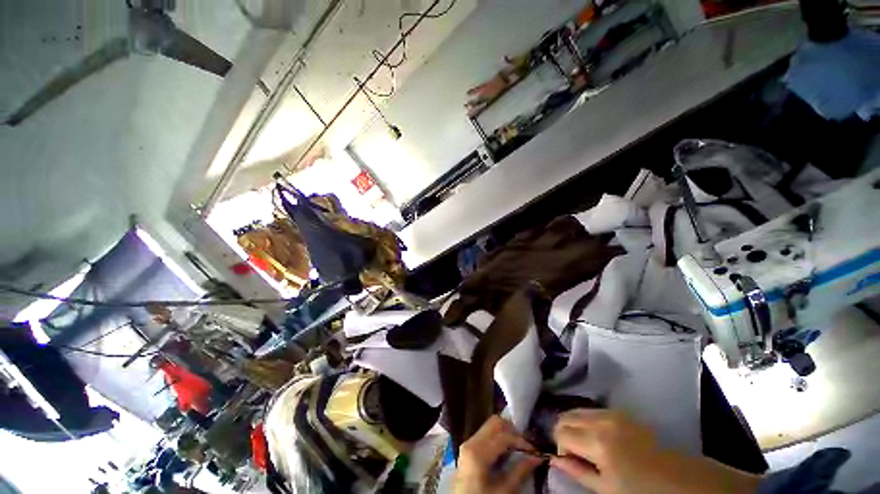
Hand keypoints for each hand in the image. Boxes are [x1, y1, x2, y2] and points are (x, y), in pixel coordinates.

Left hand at [453, 416, 543, 493]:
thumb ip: (520, 472)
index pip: (504, 436)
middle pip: (494, 423)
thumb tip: (537, 457)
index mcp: (478, 452)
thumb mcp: (504, 491)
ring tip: (517, 447)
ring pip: (489, 426)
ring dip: (505, 432)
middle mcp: (471, 441)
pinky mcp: (468, 448)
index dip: (521, 441)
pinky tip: (506, 451)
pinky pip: (484, 434)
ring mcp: (467, 443)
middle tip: (525, 444)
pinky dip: (497, 437)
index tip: (535, 449)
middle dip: (512, 430)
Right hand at [552, 409, 760, 493]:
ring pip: (577, 410)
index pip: (561, 433)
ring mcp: (612, 413)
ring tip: (587, 446)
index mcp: (597, 442)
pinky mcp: (621, 412)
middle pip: (566, 416)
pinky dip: (587, 421)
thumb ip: (578, 472)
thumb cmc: (644, 492)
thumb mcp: (607, 489)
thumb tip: (554, 460)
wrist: (681, 479)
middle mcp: (601, 420)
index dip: (560, 448)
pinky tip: (599, 439)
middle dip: (564, 433)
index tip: (569, 461)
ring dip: (575, 426)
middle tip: (575, 453)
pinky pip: (592, 411)